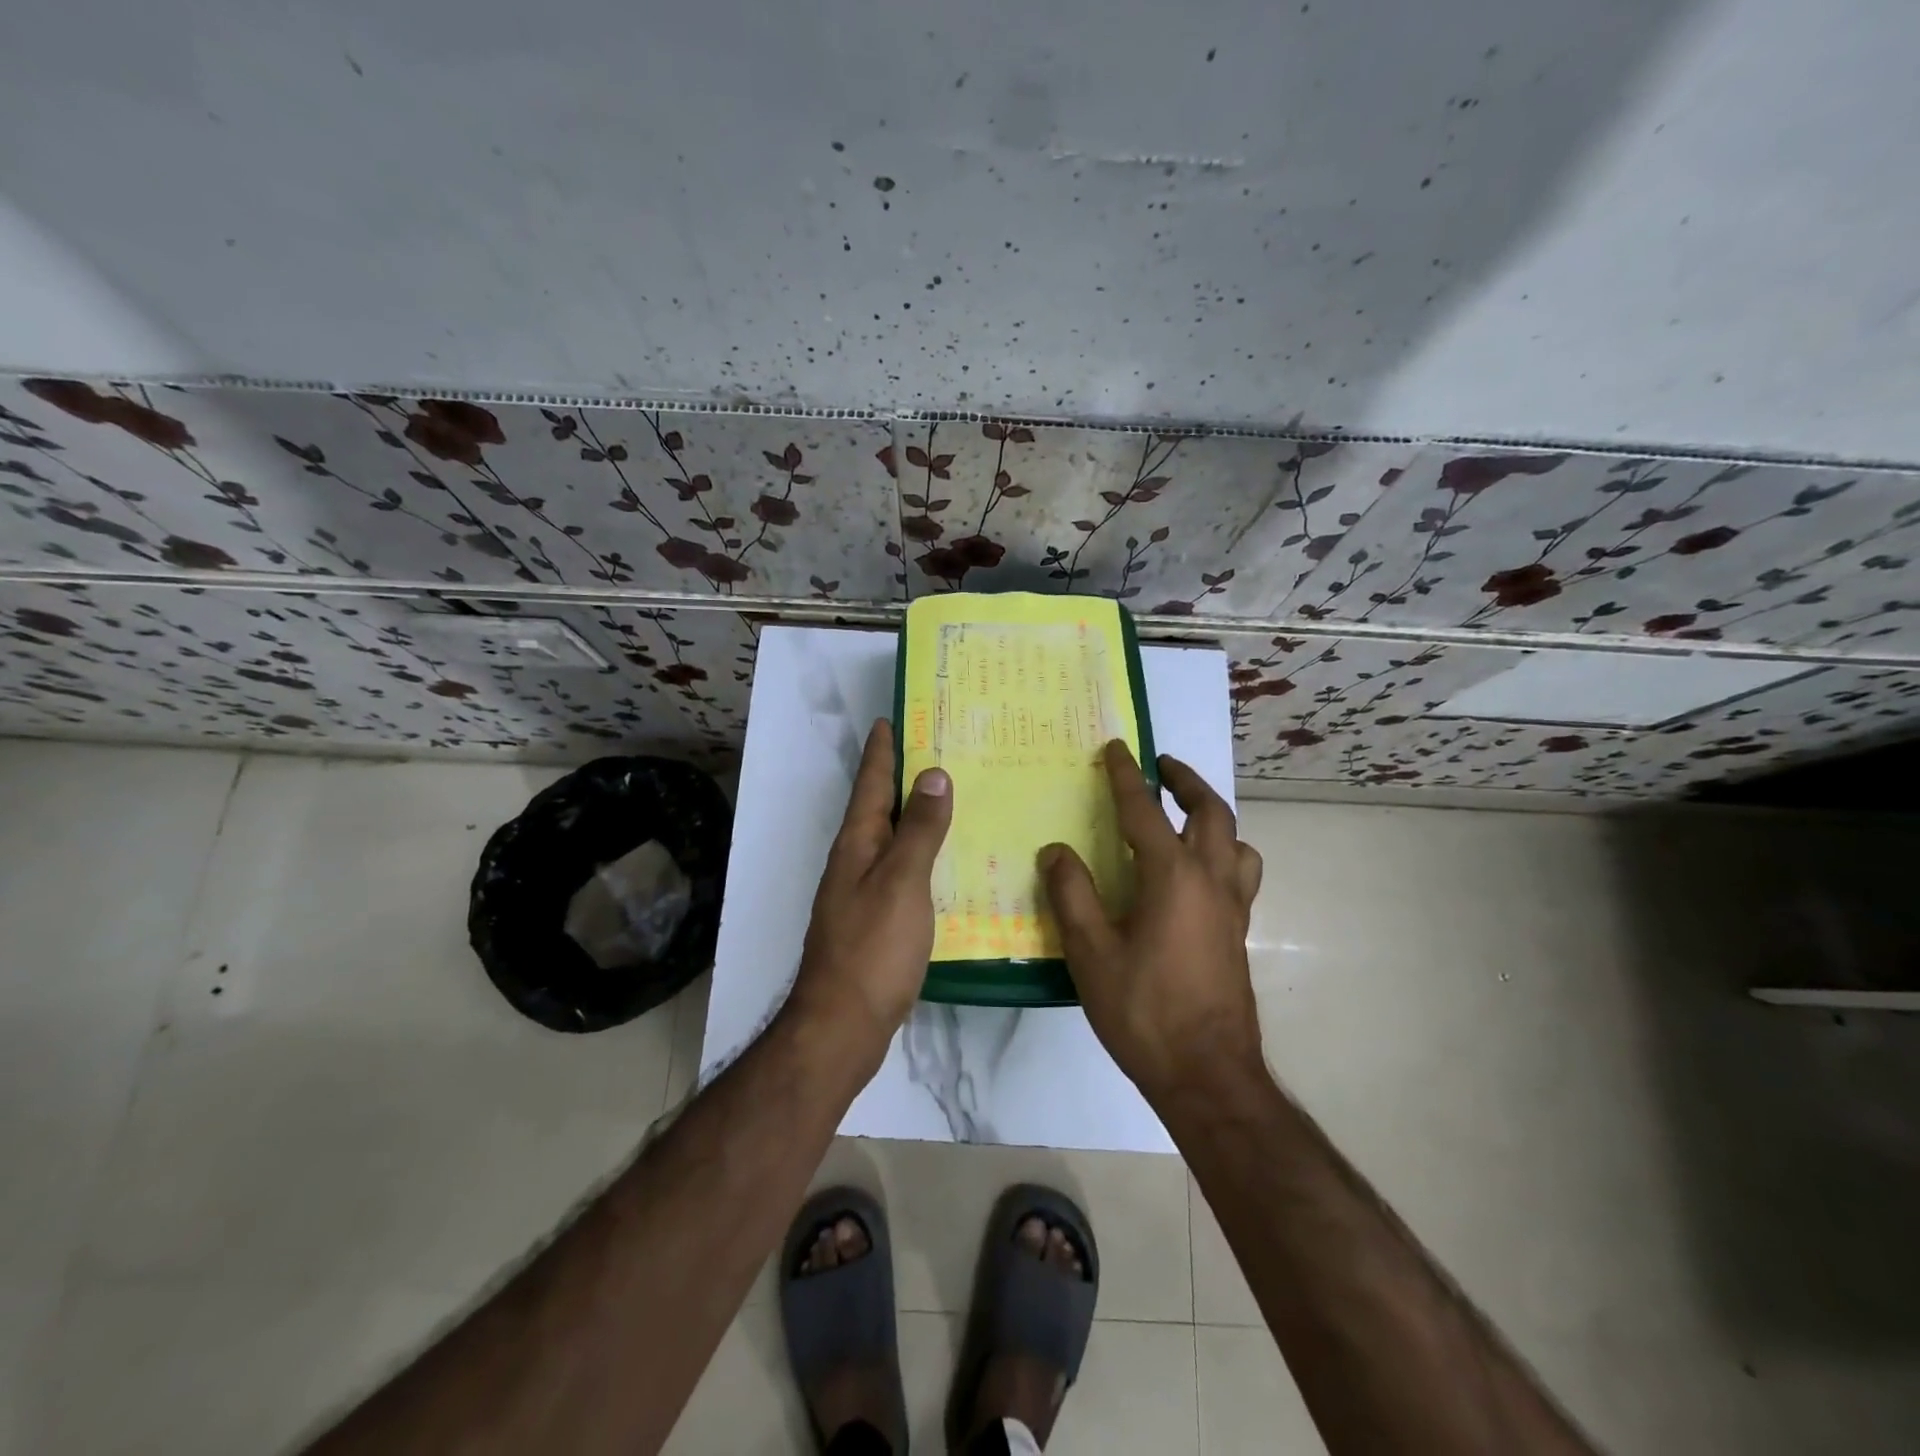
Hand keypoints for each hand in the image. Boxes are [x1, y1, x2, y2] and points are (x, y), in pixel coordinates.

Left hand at [787, 719, 951, 1058]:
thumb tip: (932, 774)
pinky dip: (923, 855)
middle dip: (901, 777)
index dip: (881, 752)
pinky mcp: (877, 920)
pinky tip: (947, 862)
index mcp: (857, 844)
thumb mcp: (901, 881)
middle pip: (879, 808)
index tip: (890, 719)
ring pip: (892, 840)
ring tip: (948, 797)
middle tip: (935, 749)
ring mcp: (863, 893)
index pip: (870, 784)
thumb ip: (919, 830)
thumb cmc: (872, 948)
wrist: (844, 1024)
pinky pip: (903, 871)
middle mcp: (856, 862)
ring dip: (914, 815)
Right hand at [1039, 742, 1264, 1102]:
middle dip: (1185, 781)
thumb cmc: (1144, 1011)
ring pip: (1236, 841)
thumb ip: (1072, 895)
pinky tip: (1197, 873)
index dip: (1127, 776)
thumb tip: (1056, 851)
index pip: (1145, 811)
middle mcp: (1212, 880)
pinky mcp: (1238, 932)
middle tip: (1161, 767)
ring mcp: (1233, 907)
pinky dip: (1224, 851)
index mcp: (1173, 876)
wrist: (1207, 1074)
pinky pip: (1240, 872)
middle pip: (1210, 812)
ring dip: (1212, 815)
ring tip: (1186, 814)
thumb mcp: (1091, 953)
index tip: (1117, 748)